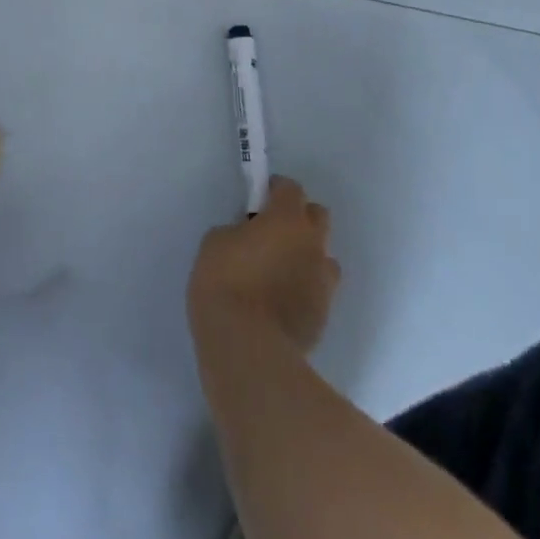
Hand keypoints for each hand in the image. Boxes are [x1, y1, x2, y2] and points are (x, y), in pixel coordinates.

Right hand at [188, 176, 340, 352]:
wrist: (248, 350)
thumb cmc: (226, 284)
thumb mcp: (216, 242)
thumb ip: (237, 230)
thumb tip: (248, 237)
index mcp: (287, 218)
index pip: (291, 188)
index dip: (274, 190)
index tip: (258, 201)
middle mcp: (313, 243)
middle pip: (317, 216)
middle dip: (299, 218)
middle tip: (272, 233)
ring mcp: (323, 281)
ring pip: (323, 256)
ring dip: (306, 256)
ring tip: (279, 273)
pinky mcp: (324, 316)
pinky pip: (318, 290)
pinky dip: (304, 289)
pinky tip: (281, 304)